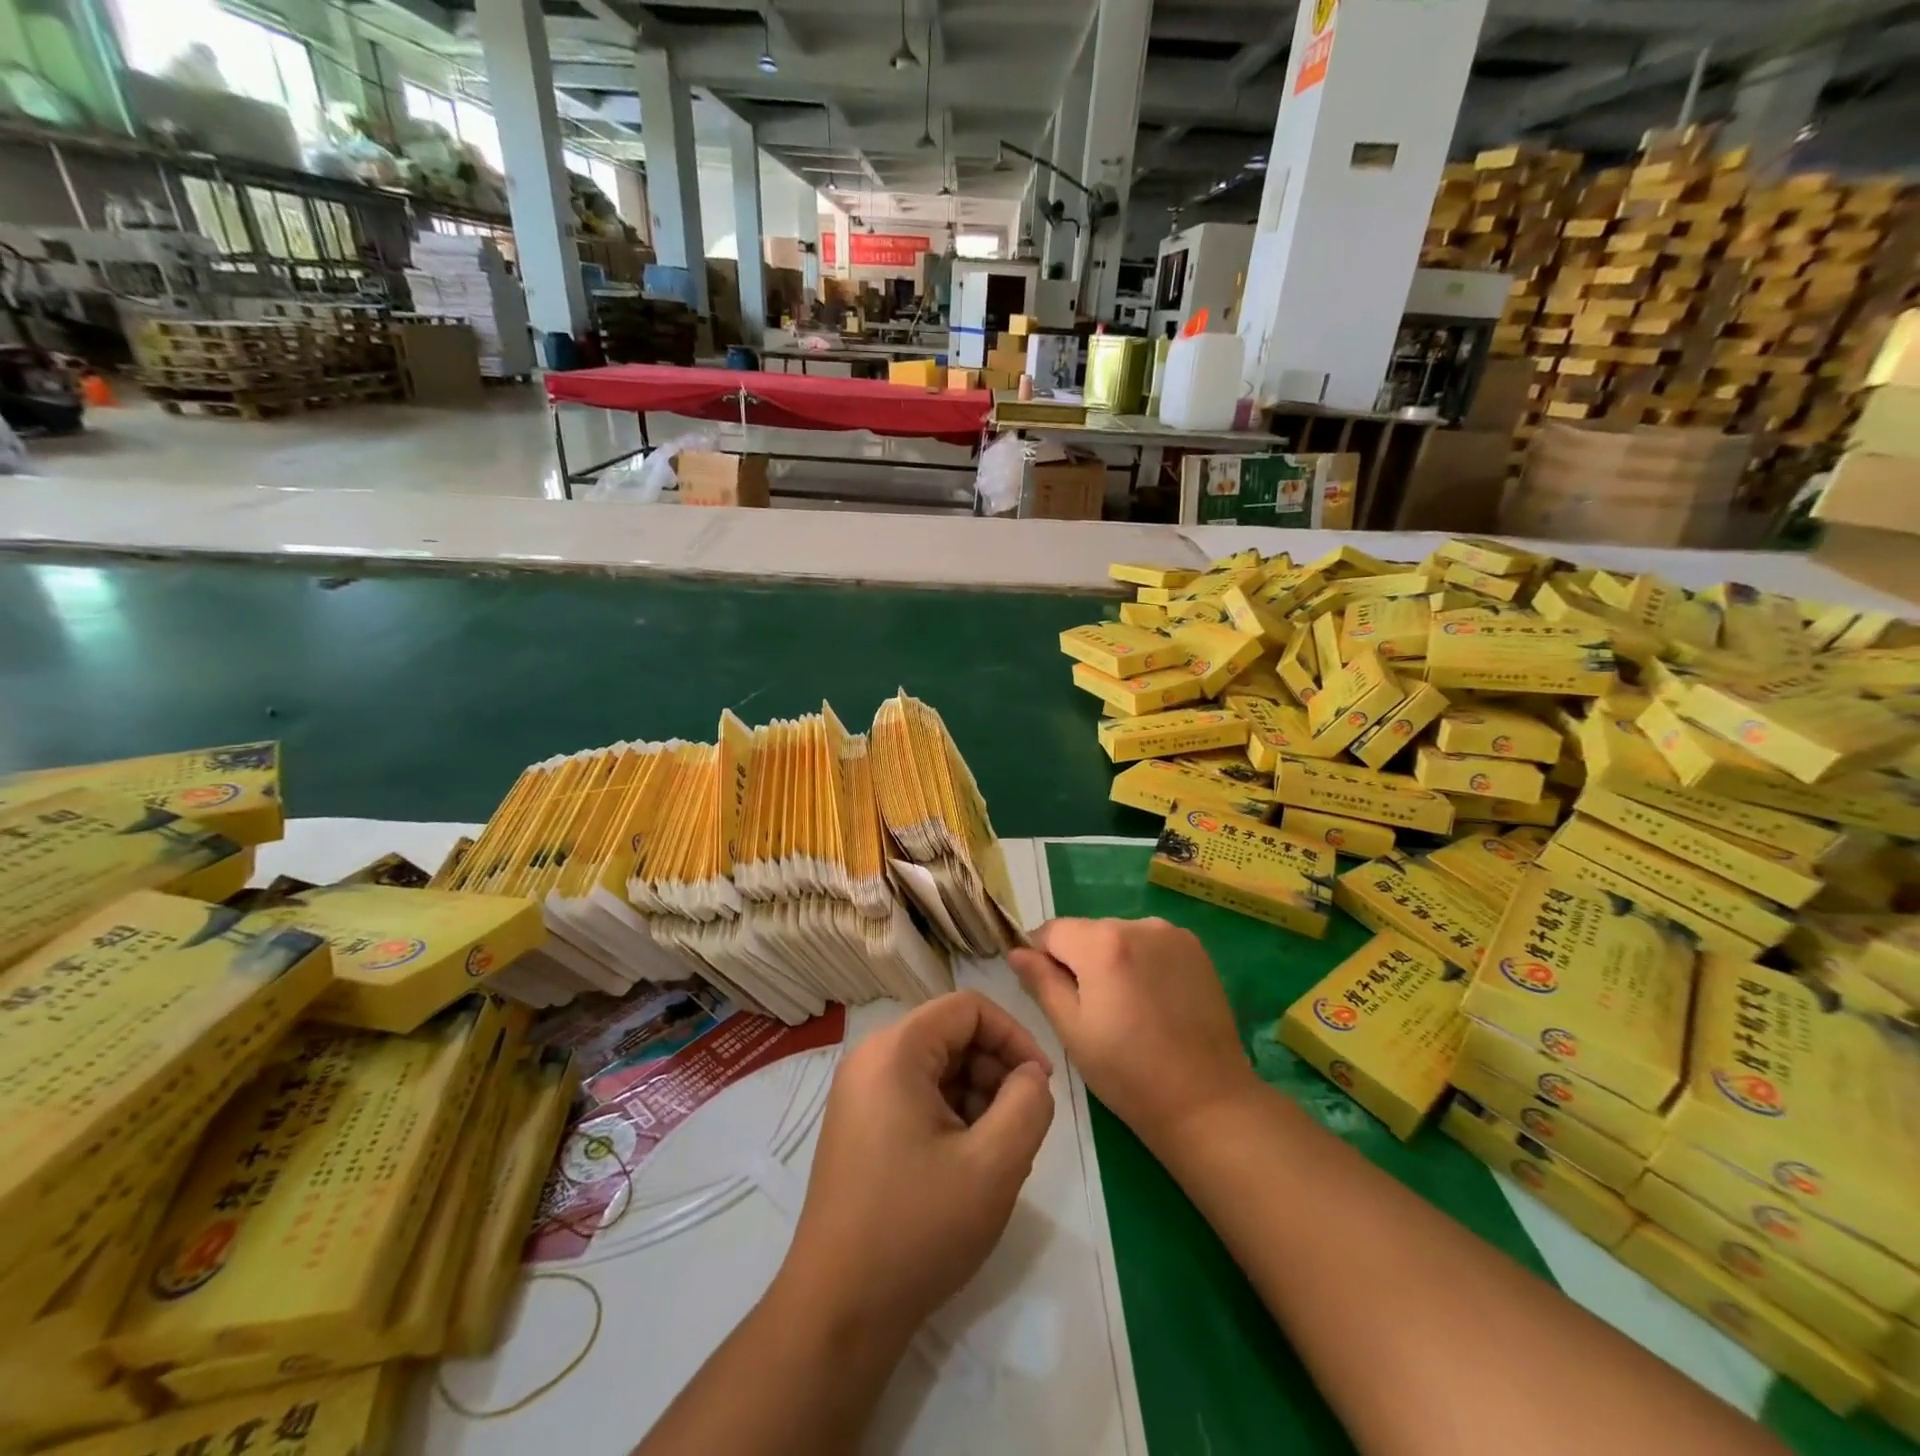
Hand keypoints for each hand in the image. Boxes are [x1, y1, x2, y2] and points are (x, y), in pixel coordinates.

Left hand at [776, 990, 1055, 1346]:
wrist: (839, 1310)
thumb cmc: (918, 1228)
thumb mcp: (994, 1165)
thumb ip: (1029, 1104)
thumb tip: (1032, 1075)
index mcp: (895, 1051)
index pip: (968, 1008)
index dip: (1014, 1037)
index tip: (1042, 1085)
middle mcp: (870, 1059)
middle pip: (951, 1036)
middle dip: (995, 1072)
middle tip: (1019, 1128)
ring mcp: (859, 1093)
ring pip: (936, 1068)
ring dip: (976, 1098)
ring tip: (994, 1155)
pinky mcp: (858, 1125)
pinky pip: (916, 1096)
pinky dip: (950, 1117)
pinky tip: (965, 1167)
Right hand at [1009, 917, 1259, 1150]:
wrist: (1207, 1102)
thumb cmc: (1128, 1073)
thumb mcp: (1072, 1030)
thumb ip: (1041, 982)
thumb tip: (1016, 951)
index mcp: (1102, 943)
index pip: (1051, 931)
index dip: (1041, 957)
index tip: (1049, 991)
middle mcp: (1137, 925)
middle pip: (1087, 931)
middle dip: (1078, 959)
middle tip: (1090, 1009)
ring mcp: (1171, 934)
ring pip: (1119, 936)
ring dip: (1111, 959)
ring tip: (1125, 1008)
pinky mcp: (1195, 948)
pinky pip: (1150, 943)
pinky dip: (1141, 962)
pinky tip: (1151, 1000)